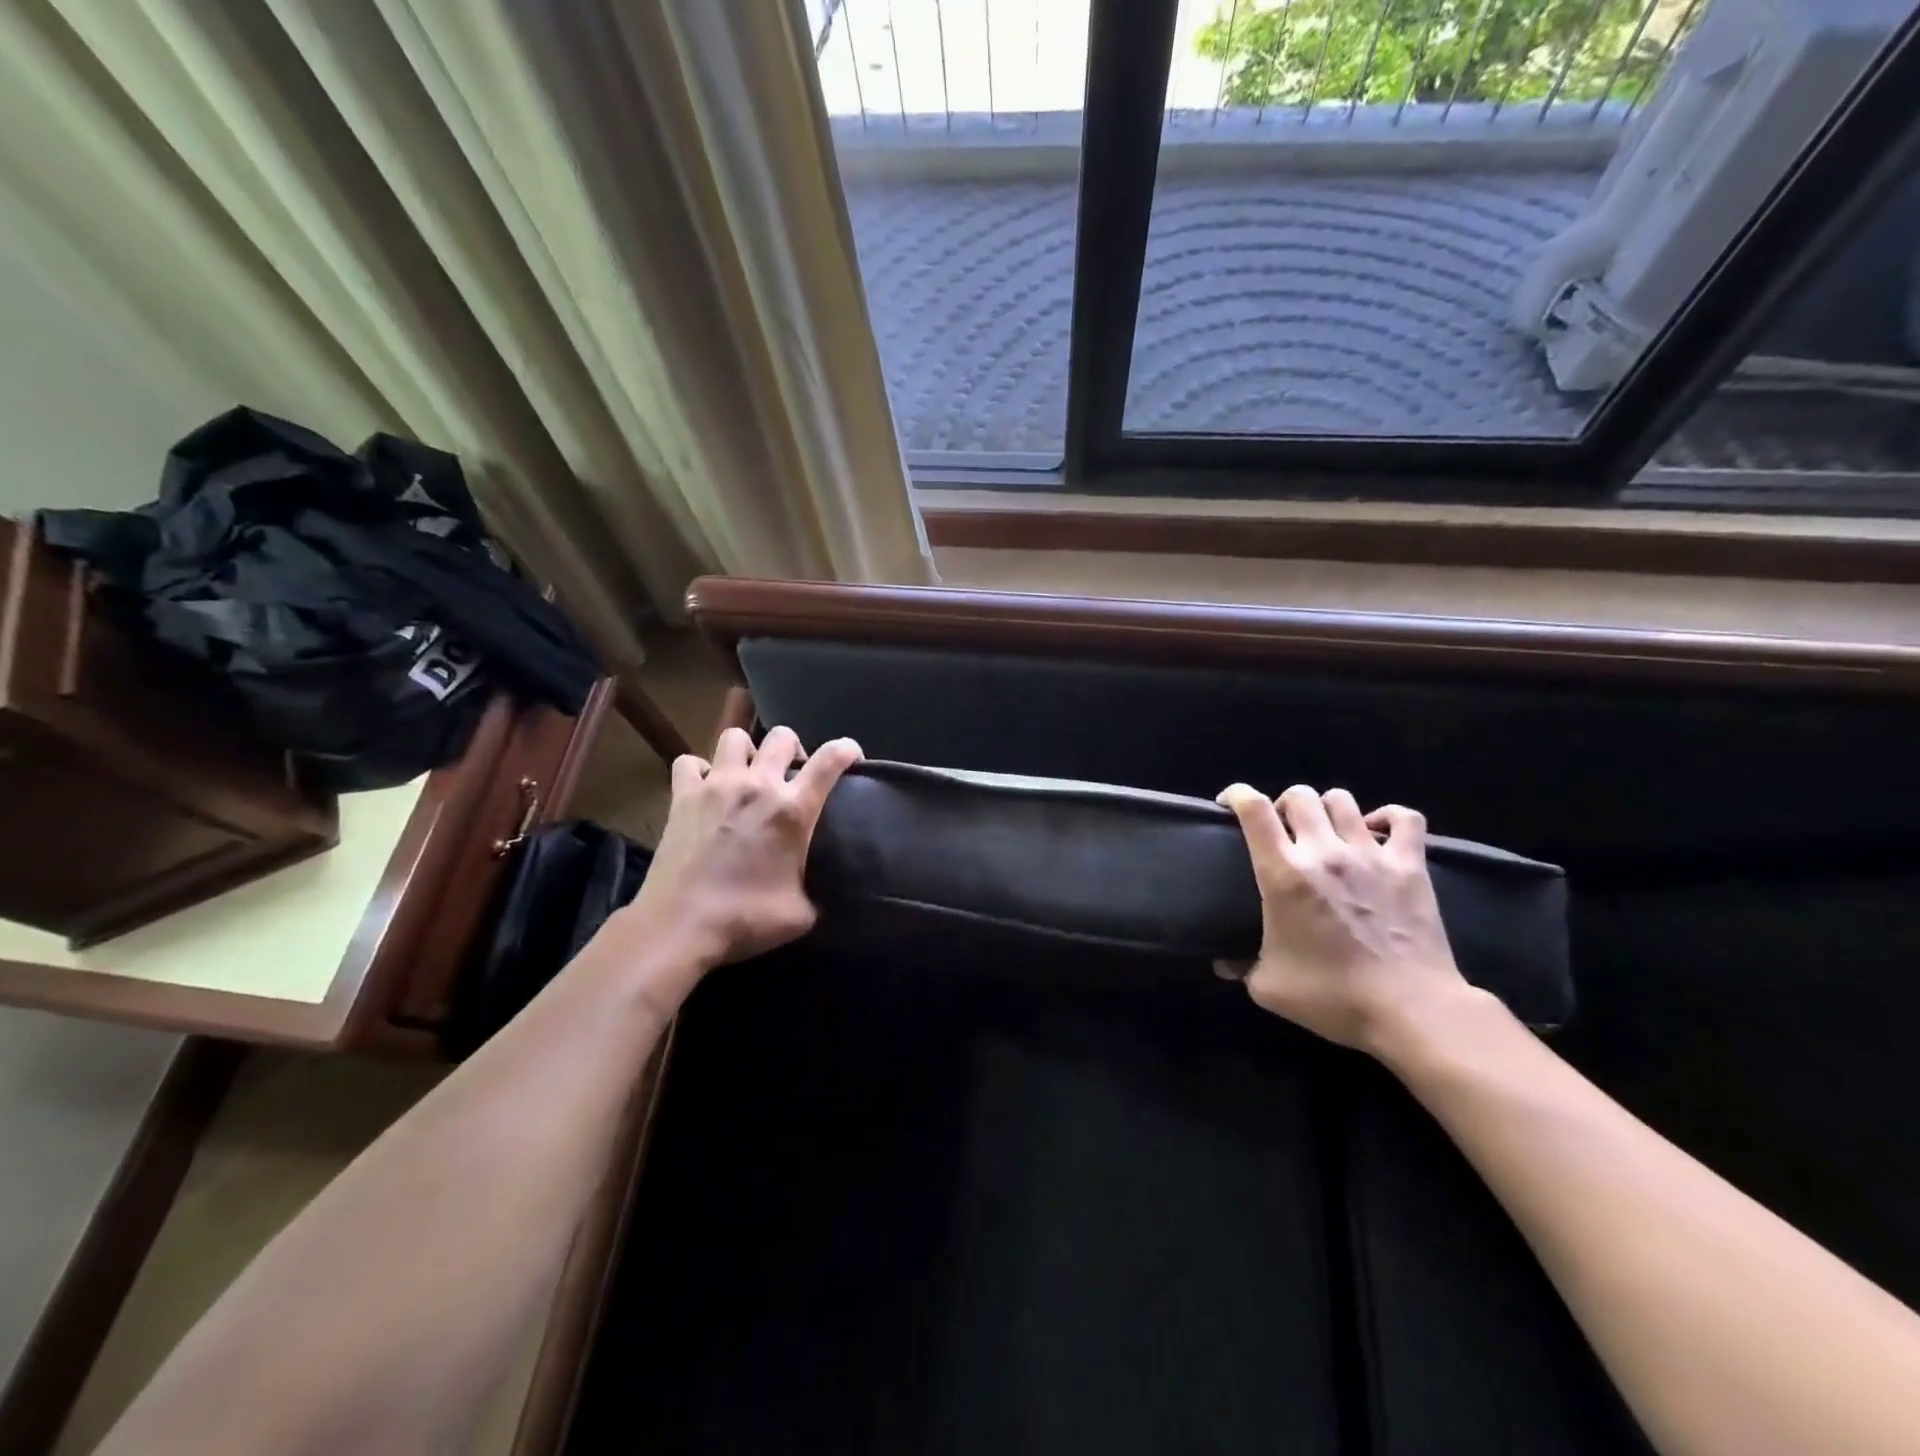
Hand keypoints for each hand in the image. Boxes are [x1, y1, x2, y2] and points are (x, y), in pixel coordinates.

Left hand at [619, 725, 862, 978]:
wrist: (680, 925)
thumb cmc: (745, 919)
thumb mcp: (802, 914)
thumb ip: (818, 894)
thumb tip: (824, 895)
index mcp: (793, 810)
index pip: (831, 759)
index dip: (847, 749)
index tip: (851, 758)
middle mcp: (758, 785)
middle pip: (782, 736)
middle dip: (793, 749)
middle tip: (791, 776)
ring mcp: (716, 786)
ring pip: (735, 737)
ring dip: (747, 752)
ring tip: (748, 775)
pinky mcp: (682, 796)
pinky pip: (690, 762)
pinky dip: (700, 771)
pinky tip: (706, 790)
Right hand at [1216, 783, 1472, 1055]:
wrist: (1410, 1010)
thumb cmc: (1332, 997)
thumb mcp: (1268, 987)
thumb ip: (1241, 967)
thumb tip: (1223, 963)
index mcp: (1283, 873)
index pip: (1253, 809)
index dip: (1236, 794)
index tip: (1228, 805)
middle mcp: (1323, 851)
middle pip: (1298, 795)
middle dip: (1283, 805)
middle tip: (1281, 830)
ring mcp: (1370, 854)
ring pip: (1342, 800)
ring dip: (1326, 809)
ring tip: (1325, 831)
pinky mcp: (1410, 865)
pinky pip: (1405, 818)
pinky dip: (1388, 817)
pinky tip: (1377, 831)